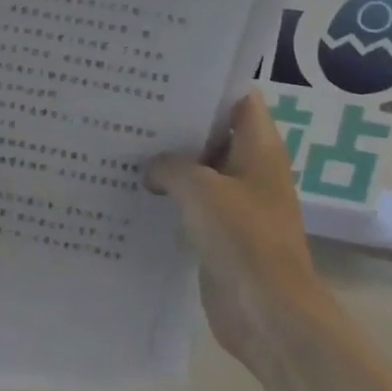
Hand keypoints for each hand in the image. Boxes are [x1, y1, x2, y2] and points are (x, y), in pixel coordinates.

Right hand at [146, 92, 325, 360]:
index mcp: (259, 149)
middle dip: (177, 124)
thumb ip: (171, 166)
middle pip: (214, 134)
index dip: (208, 85)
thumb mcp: (199, 188)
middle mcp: (251, 171)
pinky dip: (169, 197)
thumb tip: (153, 169)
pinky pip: (192, 206)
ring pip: (200, 172)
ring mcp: (236, 204)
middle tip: (131, 108)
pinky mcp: (221, 234)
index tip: (166, 78)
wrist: (267, 312)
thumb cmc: (243, 238)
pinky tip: (133, 190)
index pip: (239, 99)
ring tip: (124, 145)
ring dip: (169, 164)